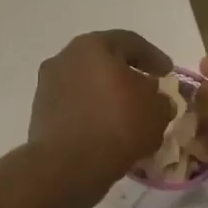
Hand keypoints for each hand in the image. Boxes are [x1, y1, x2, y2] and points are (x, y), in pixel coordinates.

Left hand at [29, 30, 174, 198]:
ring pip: (86, 86)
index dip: (153, 57)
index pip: (129, 42)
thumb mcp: (156, 111)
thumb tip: (155, 101)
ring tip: (128, 117)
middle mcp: (64, 59)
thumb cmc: (117, 125)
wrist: (67, 165)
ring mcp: (47, 86)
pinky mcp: (40, 114)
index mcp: (92, 46)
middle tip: (147, 93)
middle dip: (126, 77)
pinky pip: (74, 108)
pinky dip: (91, 115)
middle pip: (103, 63)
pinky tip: (107, 133)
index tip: (167, 73)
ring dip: (107, 98)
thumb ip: (161, 99)